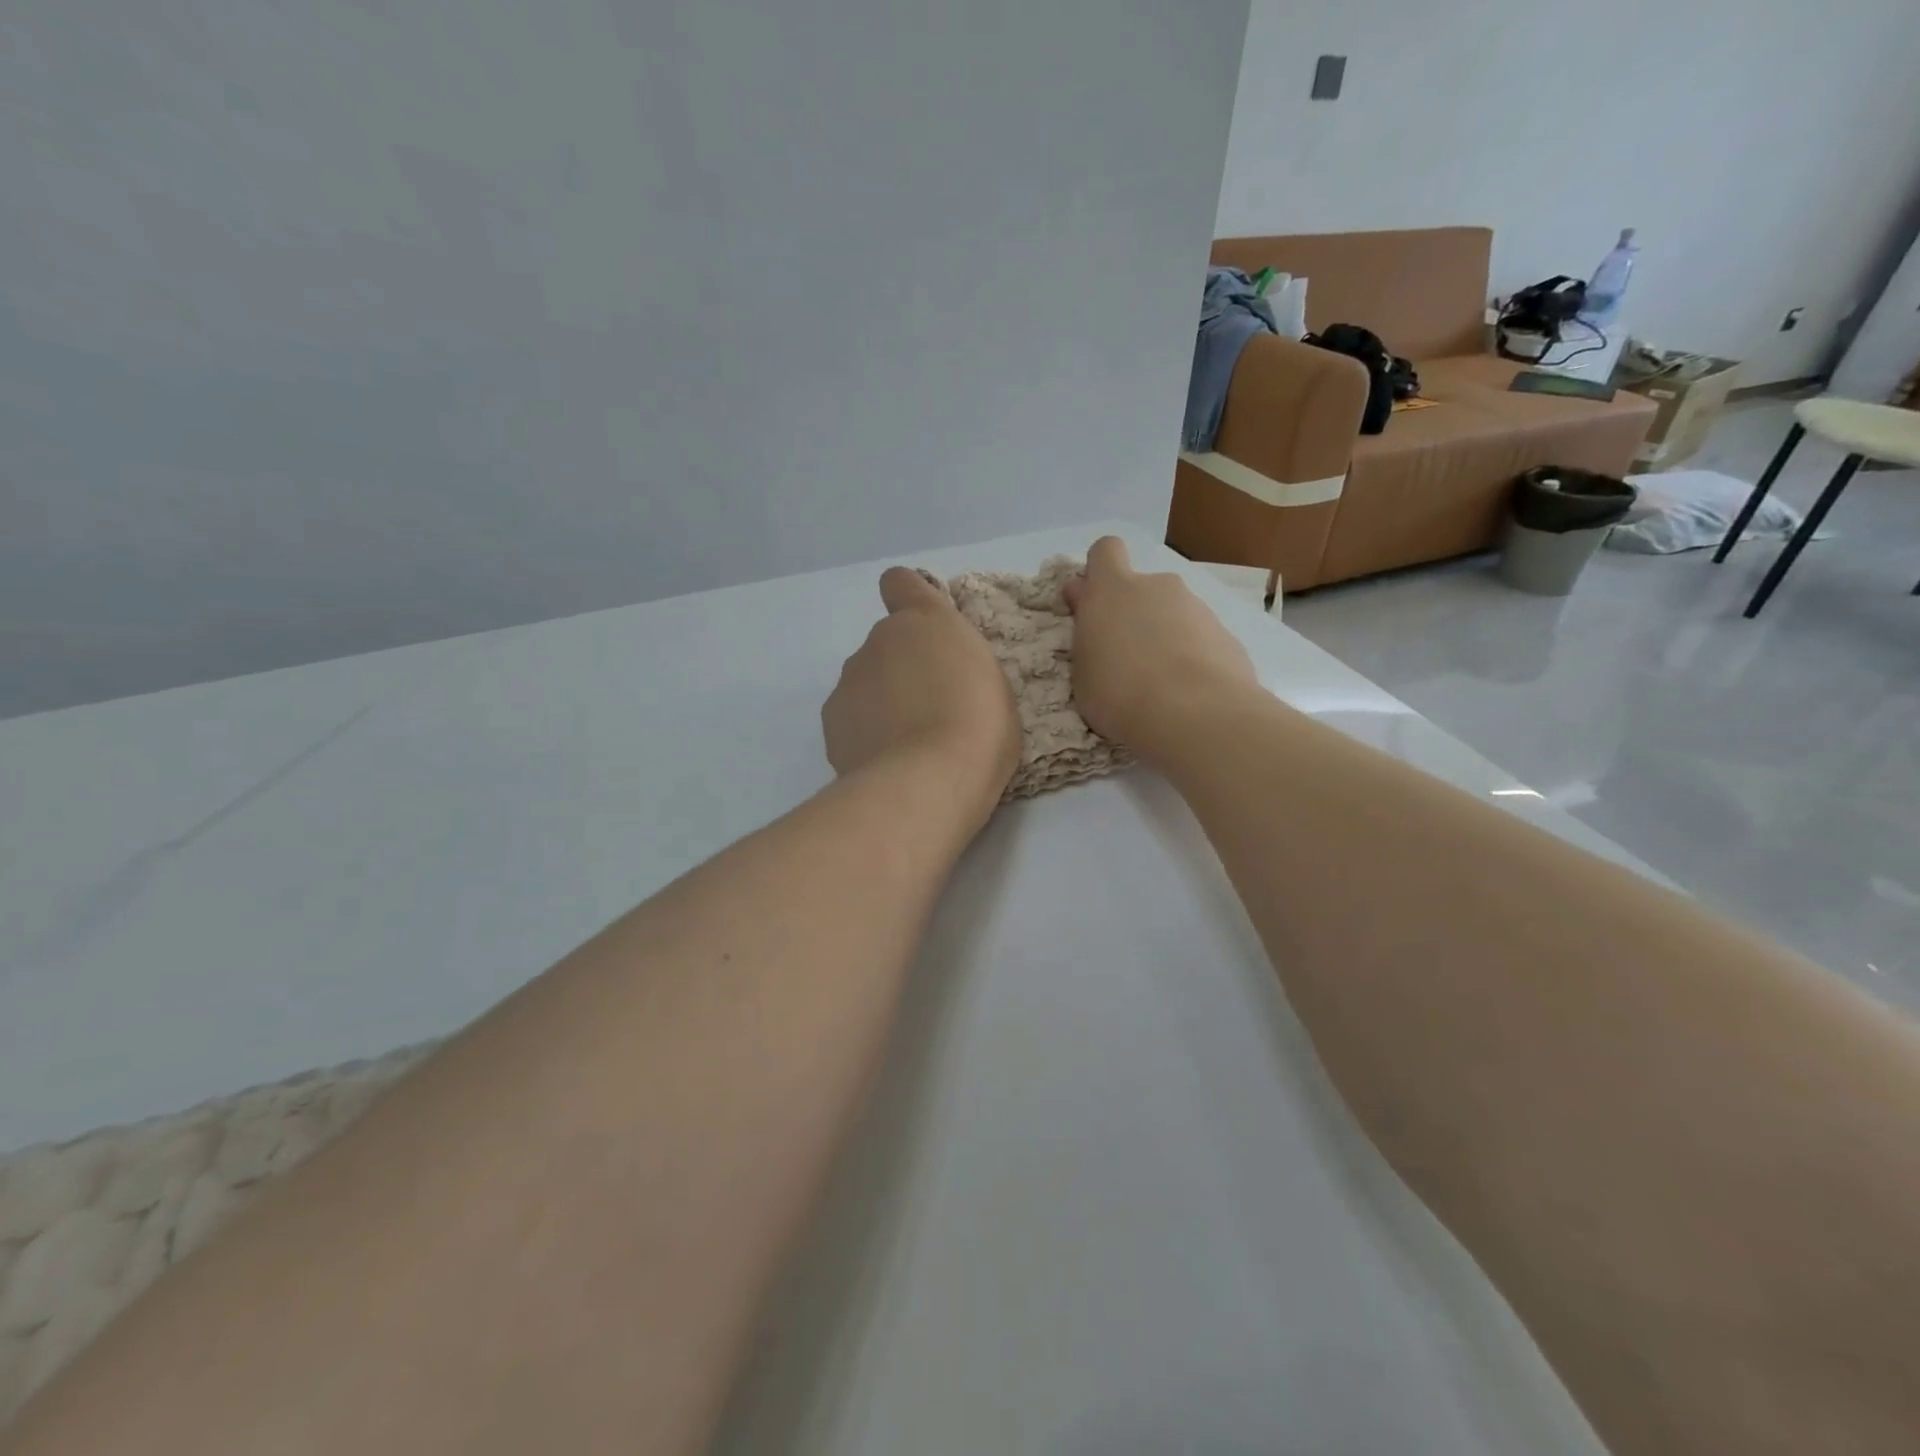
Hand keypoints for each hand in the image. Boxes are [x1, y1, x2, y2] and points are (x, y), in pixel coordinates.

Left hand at [822, 567, 1021, 823]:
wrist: (928, 781)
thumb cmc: (981, 729)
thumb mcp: (993, 686)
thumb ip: (960, 667)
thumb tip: (942, 678)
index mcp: (927, 620)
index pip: (900, 582)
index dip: (908, 601)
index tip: (923, 631)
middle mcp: (880, 639)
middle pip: (886, 644)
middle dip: (902, 669)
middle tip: (930, 710)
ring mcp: (849, 679)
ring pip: (865, 682)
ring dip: (882, 702)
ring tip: (908, 744)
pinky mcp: (831, 719)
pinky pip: (851, 717)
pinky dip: (864, 732)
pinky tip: (886, 762)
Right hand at [1063, 537, 1256, 761]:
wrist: (1195, 715)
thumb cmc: (1120, 693)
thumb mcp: (1083, 669)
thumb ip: (1087, 631)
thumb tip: (1085, 602)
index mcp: (1113, 590)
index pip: (1105, 551)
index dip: (1099, 572)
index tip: (1092, 603)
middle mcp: (1156, 587)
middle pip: (1141, 588)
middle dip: (1133, 613)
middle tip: (1125, 657)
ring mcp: (1196, 607)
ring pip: (1172, 614)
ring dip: (1163, 637)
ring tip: (1159, 683)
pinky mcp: (1225, 634)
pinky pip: (1198, 638)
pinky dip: (1191, 657)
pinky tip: (1187, 692)